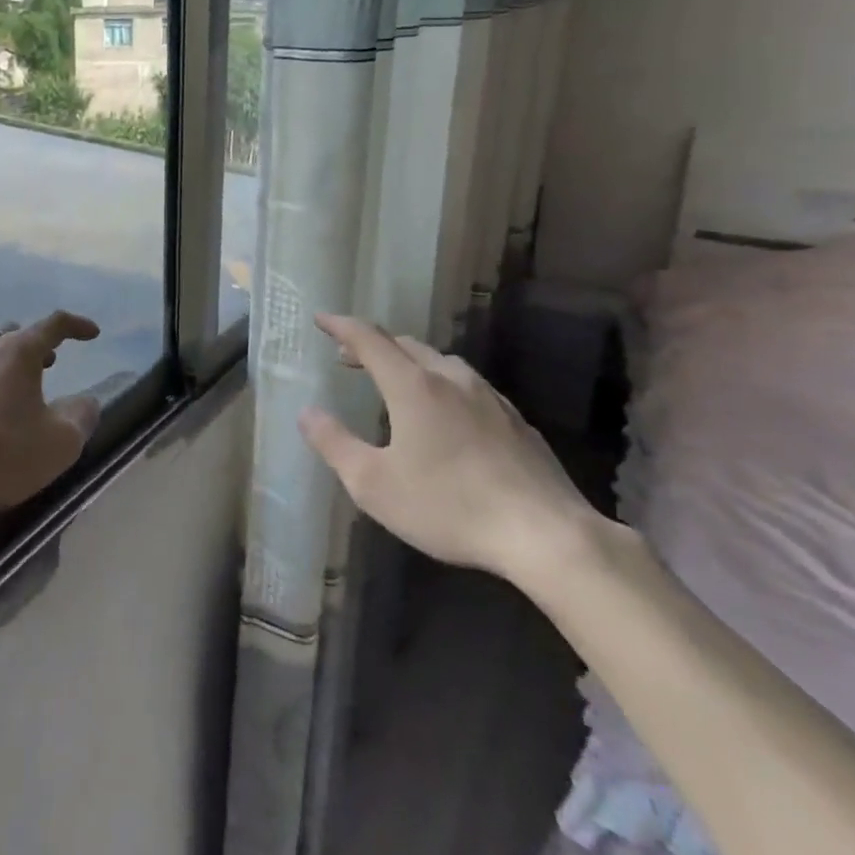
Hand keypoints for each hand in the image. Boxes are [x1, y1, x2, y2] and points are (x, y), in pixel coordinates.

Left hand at [0, 311, 102, 518]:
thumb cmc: (0, 458)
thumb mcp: (60, 444)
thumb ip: (81, 415)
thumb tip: (84, 401)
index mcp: (16, 352)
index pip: (54, 324)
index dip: (76, 326)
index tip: (90, 333)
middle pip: (9, 337)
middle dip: (29, 349)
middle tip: (42, 368)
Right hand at [298, 313, 595, 583]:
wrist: (547, 535)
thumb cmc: (449, 507)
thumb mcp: (374, 484)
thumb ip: (334, 444)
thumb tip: (307, 413)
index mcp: (413, 386)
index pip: (369, 340)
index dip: (341, 326)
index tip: (321, 319)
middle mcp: (451, 379)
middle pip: (406, 345)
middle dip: (372, 345)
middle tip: (348, 357)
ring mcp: (490, 398)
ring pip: (441, 362)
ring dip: (409, 362)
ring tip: (394, 380)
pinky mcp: (516, 421)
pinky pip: (468, 386)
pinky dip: (441, 384)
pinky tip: (446, 413)